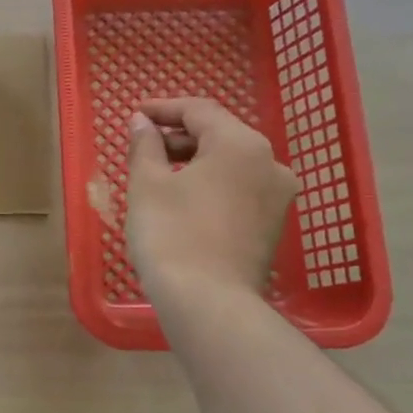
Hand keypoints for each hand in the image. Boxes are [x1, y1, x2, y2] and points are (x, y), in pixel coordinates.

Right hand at [126, 98, 298, 301]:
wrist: (208, 303)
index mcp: (241, 144)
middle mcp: (270, 163)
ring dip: (195, 159)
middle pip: (220, 134)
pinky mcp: (273, 224)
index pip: (199, 110)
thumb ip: (145, 145)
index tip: (135, 114)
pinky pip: (239, 188)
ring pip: (231, 162)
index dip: (164, 108)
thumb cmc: (172, 234)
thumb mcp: (148, 184)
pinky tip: (183, 197)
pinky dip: (211, 182)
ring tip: (158, 172)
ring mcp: (276, 196)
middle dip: (179, 135)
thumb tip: (142, 122)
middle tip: (143, 145)